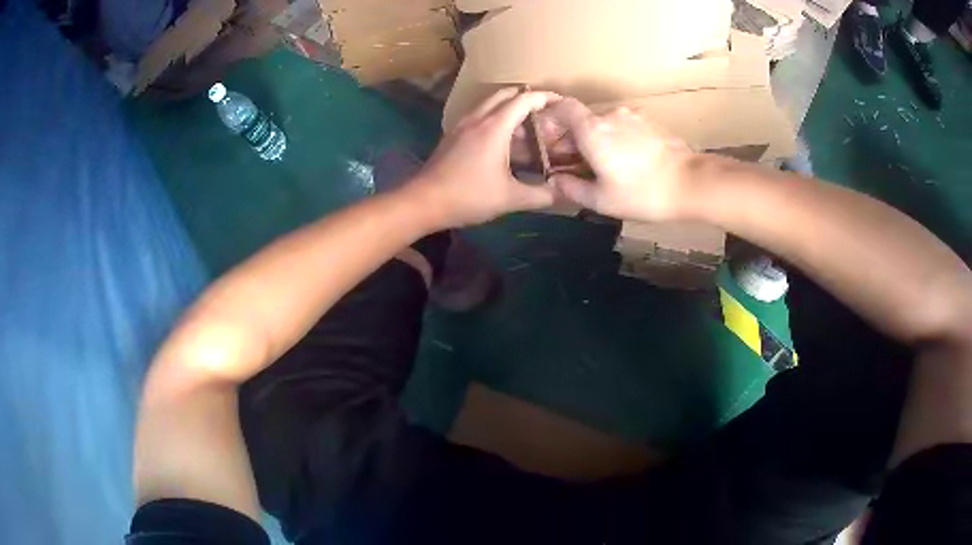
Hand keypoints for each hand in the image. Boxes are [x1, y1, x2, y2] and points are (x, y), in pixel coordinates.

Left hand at [407, 88, 560, 227]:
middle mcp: (478, 118)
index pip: (524, 99)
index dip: (545, 97)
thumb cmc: (468, 196)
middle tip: (546, 111)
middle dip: (527, 97)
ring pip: (490, 103)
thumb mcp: (510, 199)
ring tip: (528, 124)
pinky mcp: (453, 134)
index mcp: (494, 126)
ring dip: (510, 106)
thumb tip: (566, 192)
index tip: (562, 102)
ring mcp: (463, 125)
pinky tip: (503, 138)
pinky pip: (479, 115)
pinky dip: (496, 117)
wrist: (423, 201)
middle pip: (506, 94)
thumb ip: (542, 195)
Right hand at [547, 99, 696, 221]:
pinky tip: (627, 162)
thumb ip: (572, 189)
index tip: (548, 136)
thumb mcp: (601, 200)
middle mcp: (610, 115)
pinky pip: (625, 127)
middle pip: (583, 119)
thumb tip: (555, 180)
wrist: (690, 183)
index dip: (551, 117)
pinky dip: (618, 139)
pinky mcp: (651, 123)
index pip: (562, 107)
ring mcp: (633, 116)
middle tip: (575, 163)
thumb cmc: (642, 193)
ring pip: (605, 124)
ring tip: (604, 165)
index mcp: (592, 129)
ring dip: (598, 139)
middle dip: (574, 138)